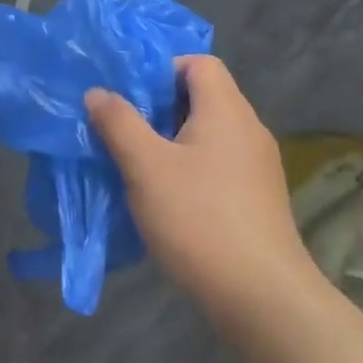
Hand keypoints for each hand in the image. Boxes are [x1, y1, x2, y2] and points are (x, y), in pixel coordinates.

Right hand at [87, 56, 320, 331]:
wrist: (264, 299)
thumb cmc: (199, 219)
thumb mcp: (145, 166)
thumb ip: (119, 122)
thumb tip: (98, 92)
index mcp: (226, 110)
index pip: (198, 63)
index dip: (161, 68)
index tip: (129, 95)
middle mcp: (248, 129)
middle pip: (202, 97)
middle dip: (158, 108)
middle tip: (123, 128)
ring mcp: (258, 167)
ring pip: (208, 134)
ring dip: (171, 141)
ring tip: (137, 164)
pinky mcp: (259, 200)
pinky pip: (218, 165)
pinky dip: (190, 169)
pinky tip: (166, 198)